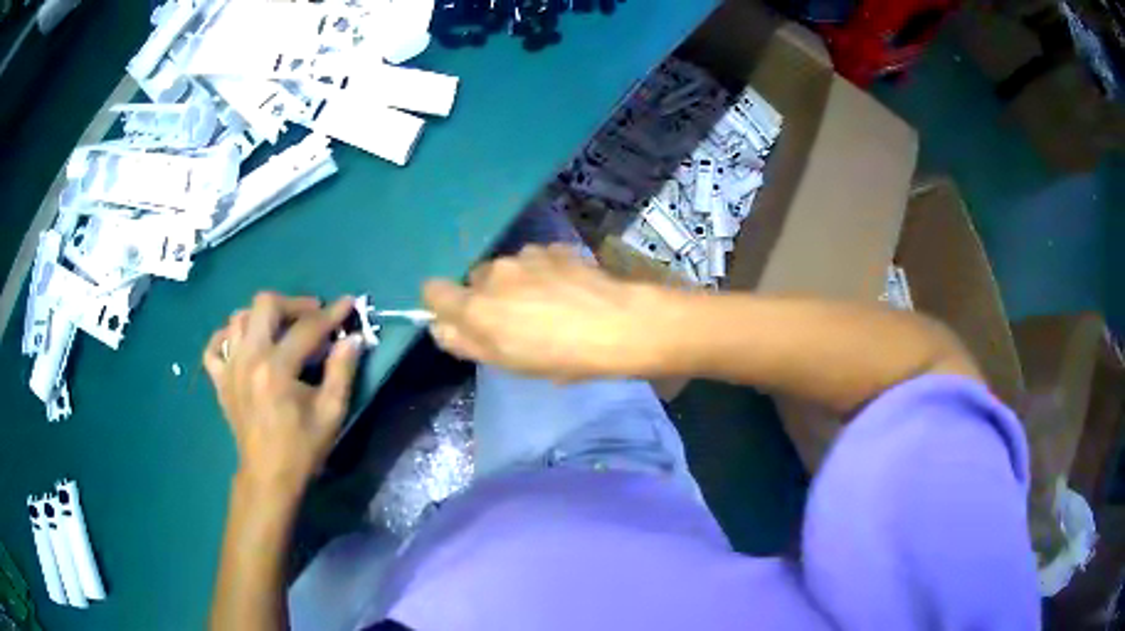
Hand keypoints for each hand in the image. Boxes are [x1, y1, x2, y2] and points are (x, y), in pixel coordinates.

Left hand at [203, 293, 362, 497]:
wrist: (268, 477)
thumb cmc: (302, 448)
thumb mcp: (331, 413)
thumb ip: (342, 371)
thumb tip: (353, 338)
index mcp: (276, 368)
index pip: (307, 327)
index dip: (331, 313)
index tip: (349, 303)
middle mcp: (248, 358)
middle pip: (265, 304)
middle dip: (293, 303)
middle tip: (312, 316)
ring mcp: (229, 367)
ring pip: (239, 318)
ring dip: (262, 316)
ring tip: (281, 329)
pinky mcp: (219, 380)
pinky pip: (215, 345)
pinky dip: (226, 336)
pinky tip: (243, 341)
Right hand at [423, 244, 668, 380]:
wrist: (618, 325)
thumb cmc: (559, 356)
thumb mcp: (507, 362)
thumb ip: (465, 343)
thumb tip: (440, 326)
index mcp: (476, 306)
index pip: (432, 290)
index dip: (443, 304)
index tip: (463, 320)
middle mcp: (494, 272)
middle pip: (475, 280)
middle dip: (487, 297)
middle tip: (516, 321)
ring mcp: (526, 255)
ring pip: (508, 268)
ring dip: (518, 283)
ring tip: (549, 306)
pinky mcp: (554, 248)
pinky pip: (537, 260)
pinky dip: (545, 272)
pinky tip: (569, 291)